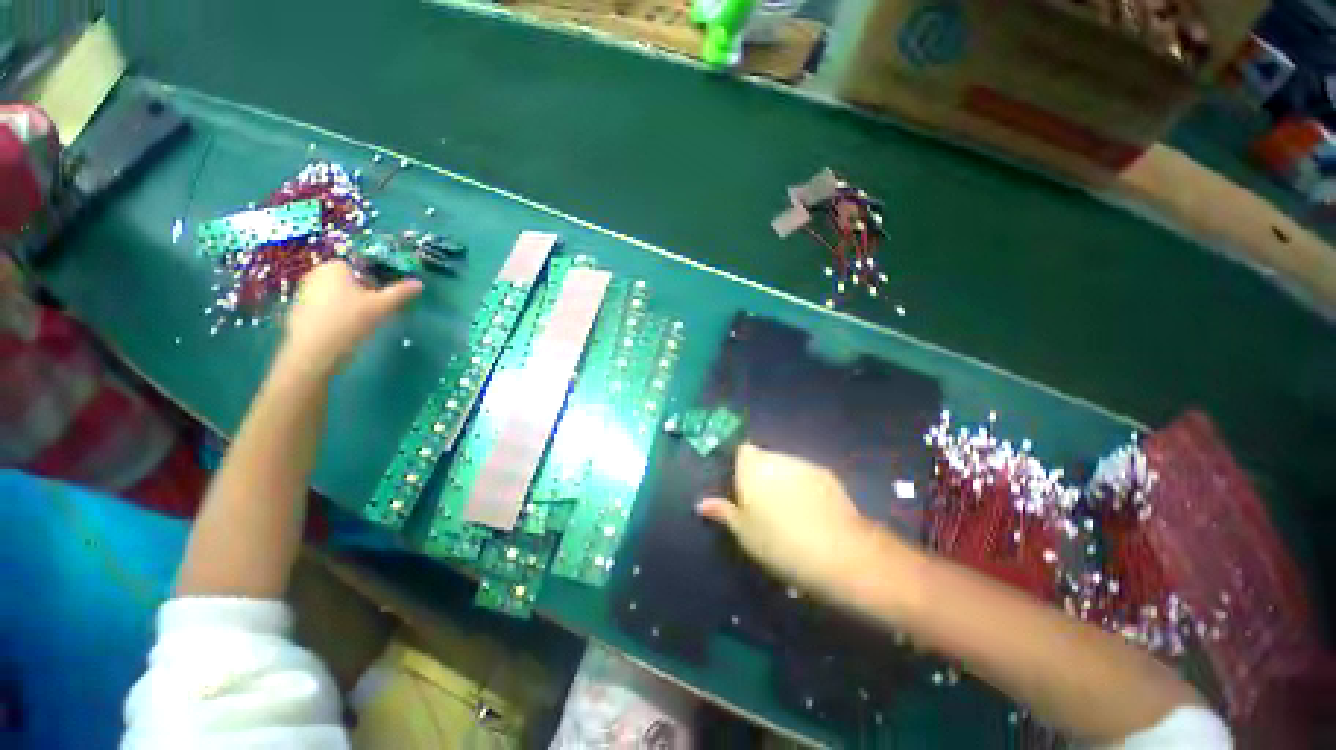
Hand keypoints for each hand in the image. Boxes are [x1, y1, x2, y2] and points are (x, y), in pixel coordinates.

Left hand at [280, 261, 421, 377]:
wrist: (314, 351)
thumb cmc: (349, 321)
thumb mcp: (382, 306)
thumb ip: (401, 292)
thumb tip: (419, 283)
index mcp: (334, 267)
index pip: (359, 266)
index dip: (374, 279)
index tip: (384, 296)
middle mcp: (315, 273)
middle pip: (347, 279)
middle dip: (362, 291)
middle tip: (376, 309)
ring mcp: (303, 292)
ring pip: (335, 293)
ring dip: (349, 303)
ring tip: (361, 321)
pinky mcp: (298, 310)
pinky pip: (323, 306)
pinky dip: (335, 313)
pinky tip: (344, 329)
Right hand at [697, 444, 903, 597]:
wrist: (836, 552)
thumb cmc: (778, 542)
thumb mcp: (744, 532)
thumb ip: (723, 512)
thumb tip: (701, 504)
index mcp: (752, 467)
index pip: (742, 451)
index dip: (741, 467)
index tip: (743, 489)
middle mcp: (777, 458)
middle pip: (765, 458)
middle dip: (762, 474)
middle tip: (763, 504)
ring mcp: (804, 464)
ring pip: (787, 466)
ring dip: (784, 480)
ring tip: (789, 510)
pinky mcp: (827, 474)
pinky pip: (807, 475)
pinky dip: (805, 487)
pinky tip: (811, 512)